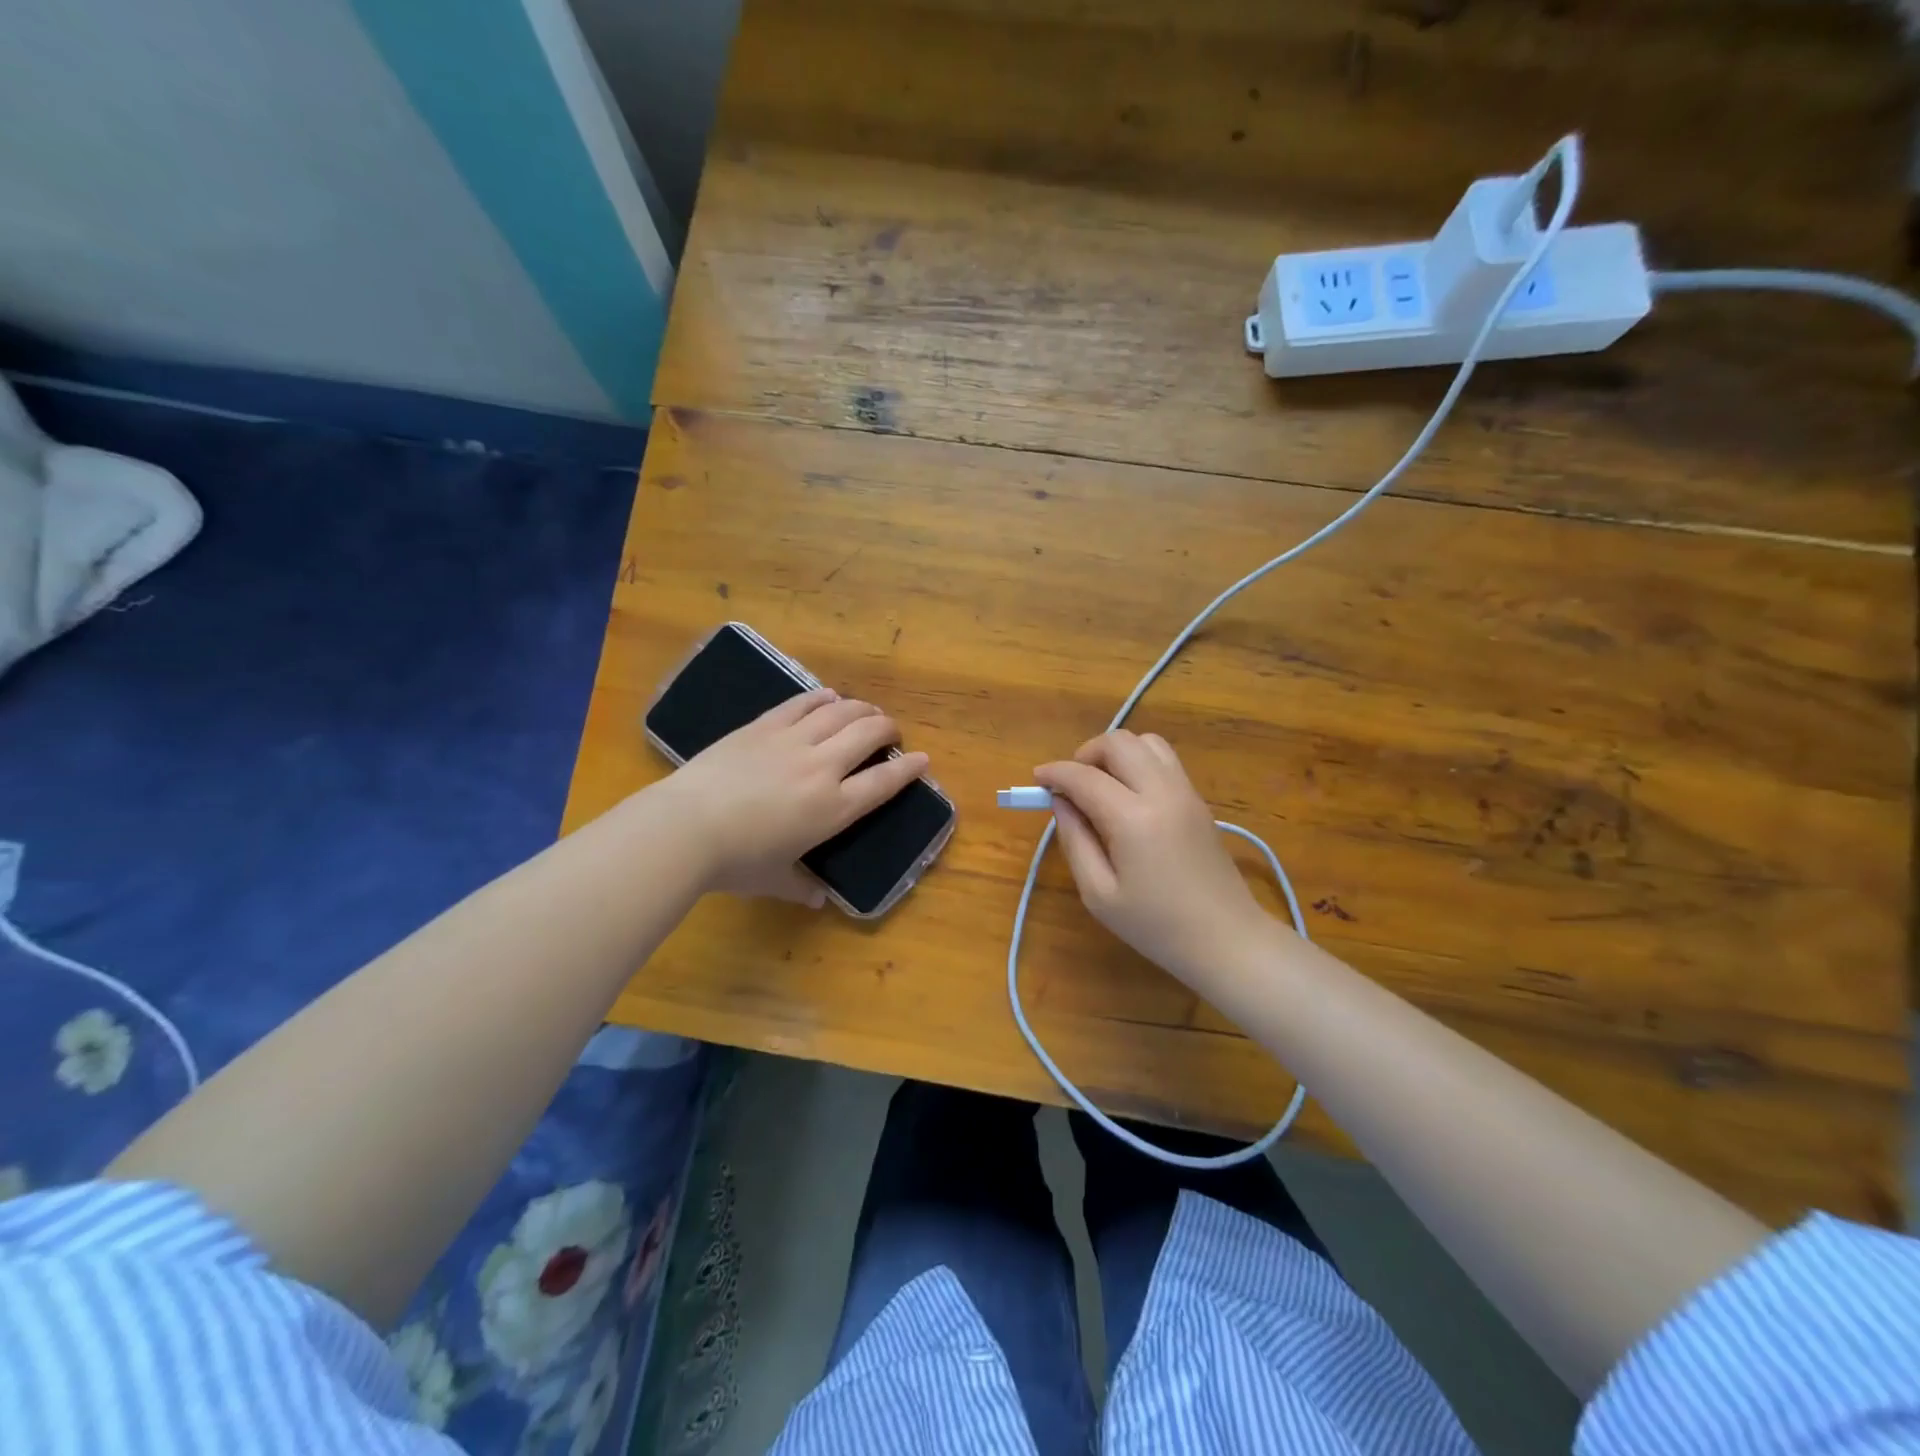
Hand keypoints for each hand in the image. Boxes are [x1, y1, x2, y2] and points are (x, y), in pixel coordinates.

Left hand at [653, 688, 929, 905]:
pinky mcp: (764, 726)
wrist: (687, 826)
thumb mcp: (774, 880)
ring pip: (840, 712)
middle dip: (888, 730)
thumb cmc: (736, 861)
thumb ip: (801, 887)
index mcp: (833, 808)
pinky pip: (802, 704)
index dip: (909, 770)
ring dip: (861, 708)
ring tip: (867, 711)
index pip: (883, 783)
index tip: (923, 760)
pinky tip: (829, 696)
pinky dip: (821, 698)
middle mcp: (822, 768)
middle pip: (868, 735)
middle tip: (891, 734)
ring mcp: (793, 741)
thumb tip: (817, 900)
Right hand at [1034, 731, 1272, 983]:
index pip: (1084, 776)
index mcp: (1133, 818)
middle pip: (1119, 742)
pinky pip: (1164, 759)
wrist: (1226, 938)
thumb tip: (1060, 802)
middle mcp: (1162, 792)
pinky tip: (1128, 794)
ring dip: (1116, 753)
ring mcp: (1185, 791)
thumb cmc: (1156, 925)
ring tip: (1101, 784)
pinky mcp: (1198, 799)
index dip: (1055, 773)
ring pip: (1146, 742)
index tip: (1037, 780)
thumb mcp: (1099, 894)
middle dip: (1086, 753)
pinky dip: (1138, 761)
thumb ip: (1074, 841)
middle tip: (1071, 784)